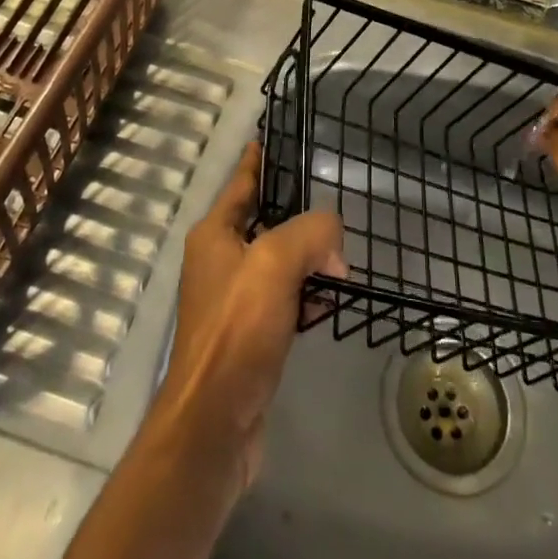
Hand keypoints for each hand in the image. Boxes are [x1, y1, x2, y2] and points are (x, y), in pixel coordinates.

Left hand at [153, 141, 346, 501]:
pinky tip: (332, 299)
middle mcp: (220, 261)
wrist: (215, 423)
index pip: (242, 181)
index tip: (275, 135)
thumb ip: (311, 232)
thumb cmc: (237, 330)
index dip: (259, 158)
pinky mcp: (251, 335)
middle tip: (333, 200)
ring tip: (342, 255)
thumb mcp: (276, 263)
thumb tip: (333, 244)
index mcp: (215, 234)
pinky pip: (286, 298)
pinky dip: (309, 294)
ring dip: (310, 258)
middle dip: (299, 214)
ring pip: (280, 261)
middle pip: (265, 221)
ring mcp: (235, 300)